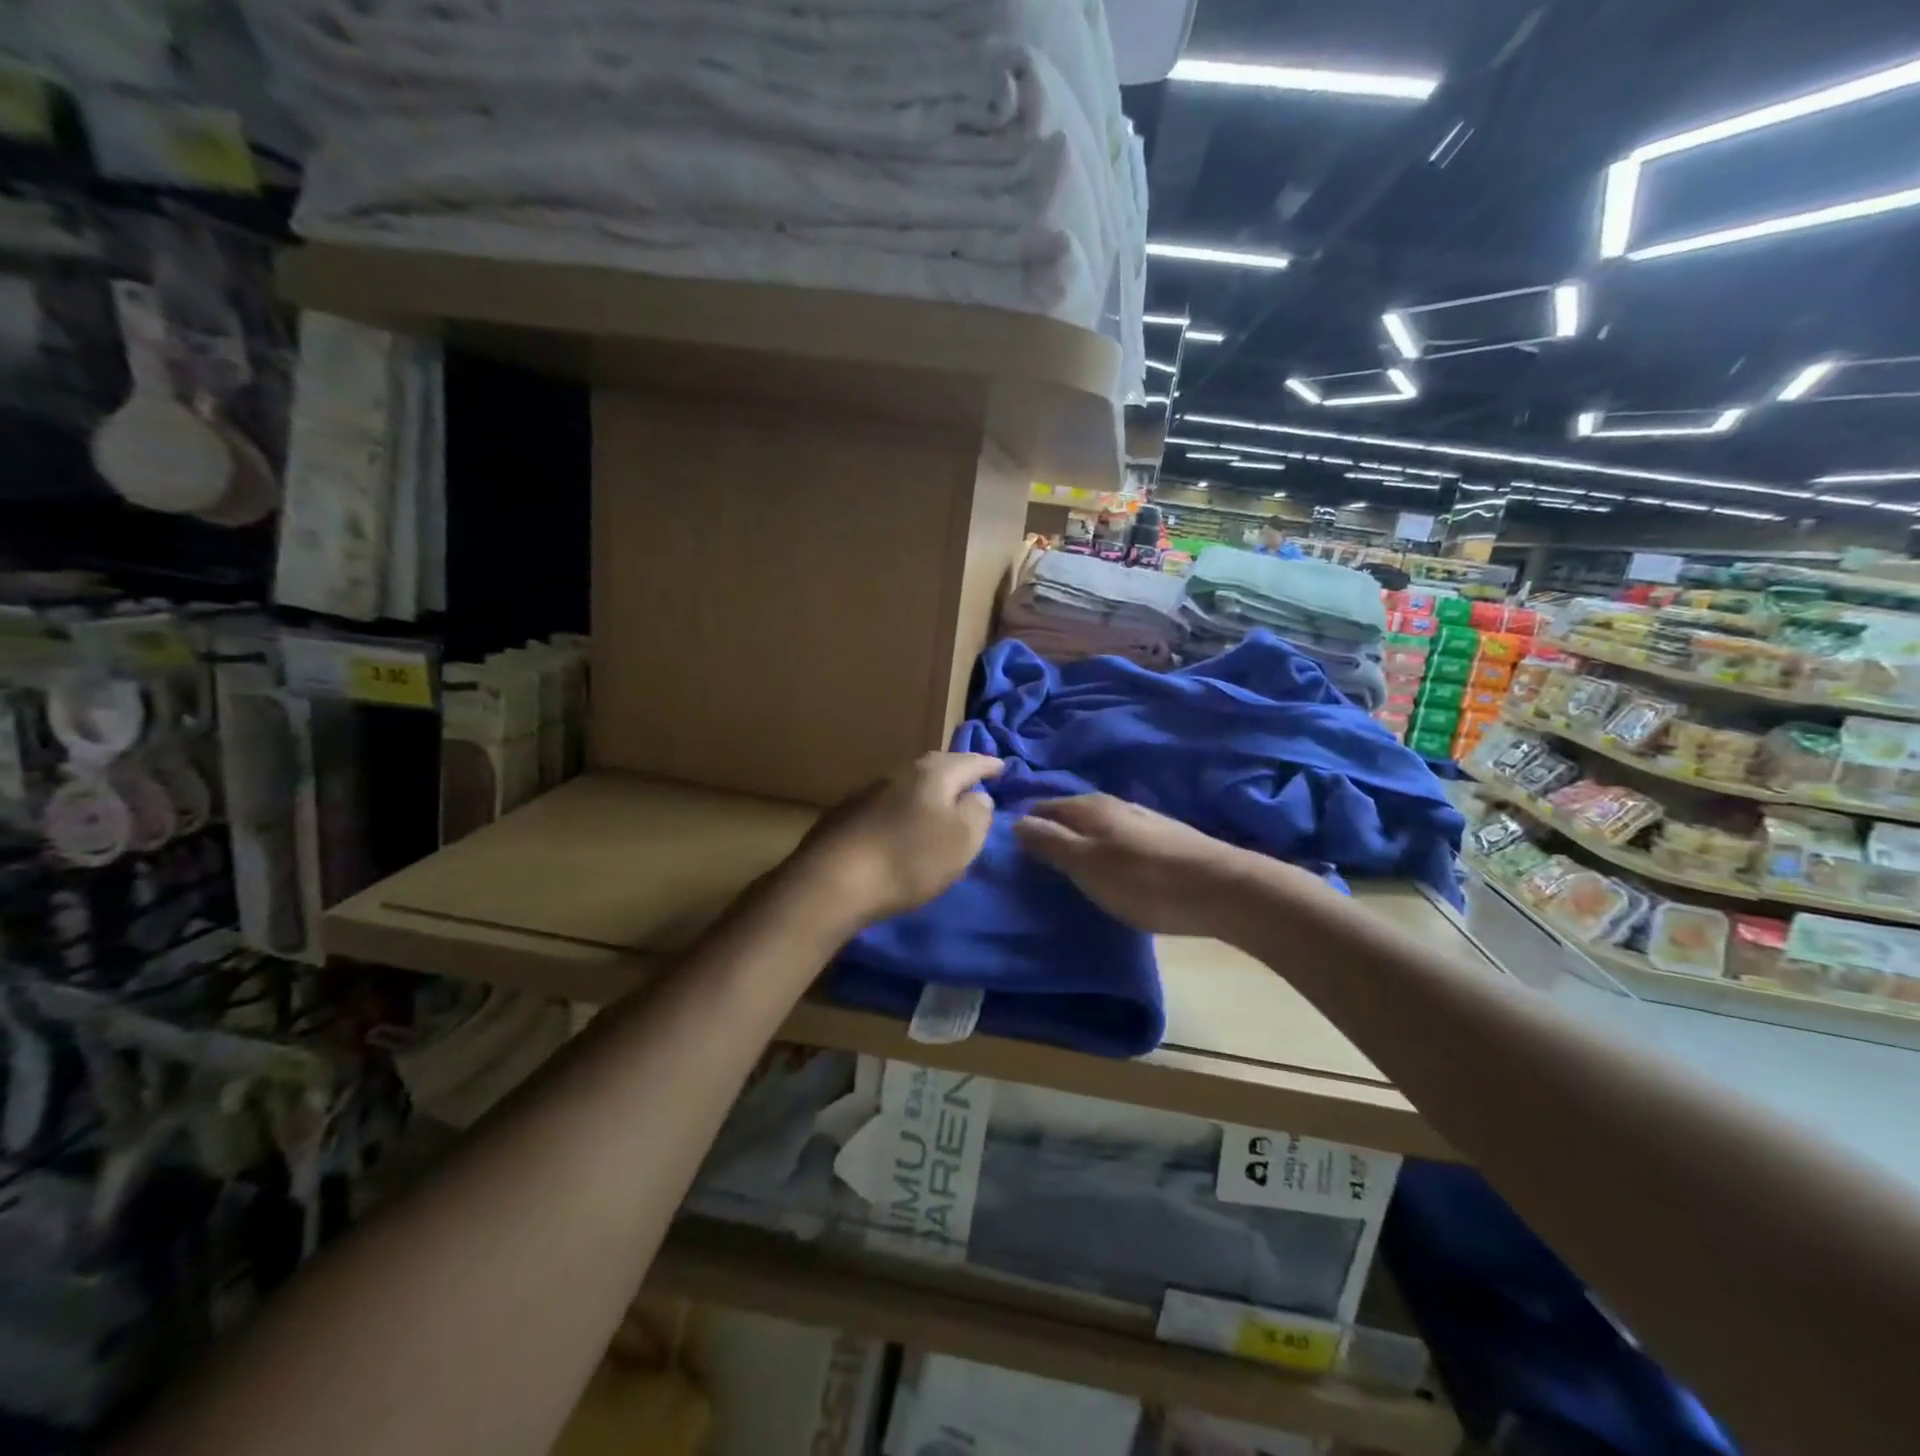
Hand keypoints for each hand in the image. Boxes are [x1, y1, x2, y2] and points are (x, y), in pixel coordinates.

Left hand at [788, 753, 1001, 929]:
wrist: (832, 881)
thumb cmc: (909, 859)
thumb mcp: (962, 839)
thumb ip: (978, 812)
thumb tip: (977, 795)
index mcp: (932, 774)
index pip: (969, 761)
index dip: (988, 765)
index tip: (1003, 767)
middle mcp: (899, 773)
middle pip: (936, 766)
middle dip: (956, 772)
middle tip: (972, 781)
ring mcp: (868, 792)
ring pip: (909, 784)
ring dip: (927, 792)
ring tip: (940, 804)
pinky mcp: (846, 815)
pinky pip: (887, 804)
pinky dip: (903, 809)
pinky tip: (901, 825)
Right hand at [1014, 795, 1261, 936]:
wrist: (1222, 890)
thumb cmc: (1144, 881)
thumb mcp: (1087, 865)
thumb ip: (1050, 842)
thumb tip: (1014, 821)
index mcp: (1090, 807)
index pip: (1044, 807)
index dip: (1025, 824)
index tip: (1009, 849)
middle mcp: (1114, 804)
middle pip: (1070, 813)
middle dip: (1050, 830)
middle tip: (1032, 861)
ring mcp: (1142, 819)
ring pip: (1096, 824)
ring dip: (1078, 839)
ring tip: (1066, 866)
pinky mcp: (1163, 838)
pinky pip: (1118, 837)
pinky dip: (1103, 848)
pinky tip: (1108, 866)